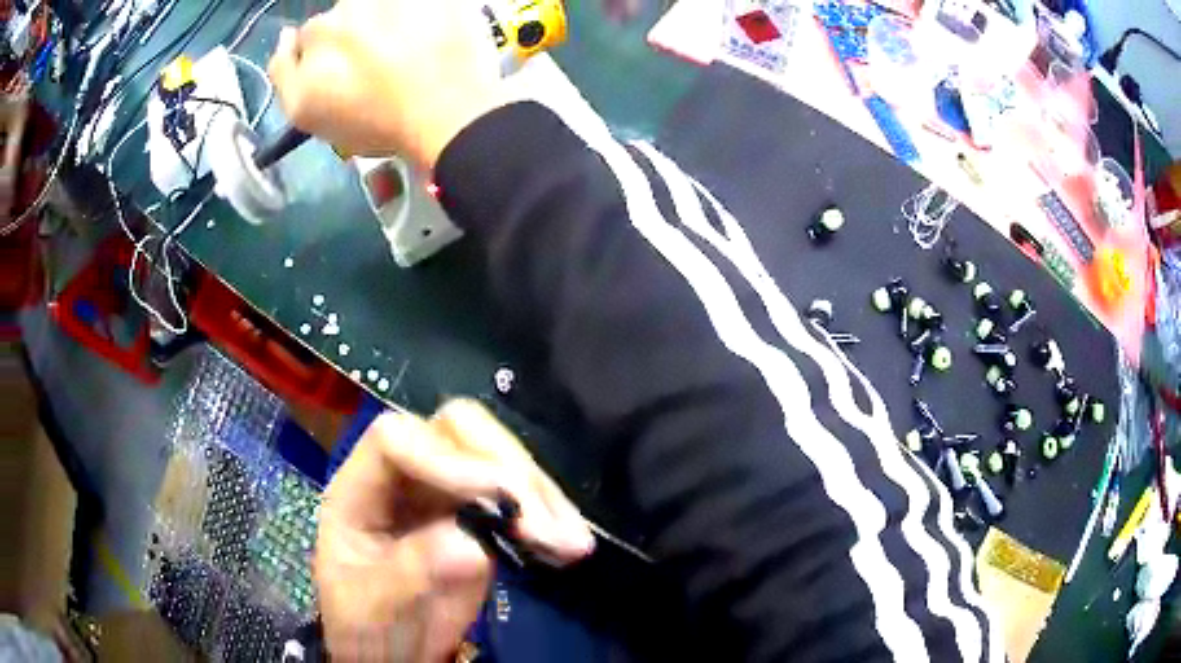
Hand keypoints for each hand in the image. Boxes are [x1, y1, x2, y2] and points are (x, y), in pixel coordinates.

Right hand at [268, 0, 504, 169]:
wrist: (450, 112)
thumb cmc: (371, 120)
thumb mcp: (304, 111)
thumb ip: (282, 71)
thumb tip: (286, 36)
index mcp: (320, 30)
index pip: (312, 37)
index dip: (325, 60)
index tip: (343, 80)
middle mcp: (353, 3)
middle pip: (347, 18)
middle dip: (355, 38)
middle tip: (379, 68)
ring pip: (381, 8)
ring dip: (387, 24)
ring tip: (408, 54)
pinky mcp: (441, 0)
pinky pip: (422, 7)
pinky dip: (422, 19)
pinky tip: (431, 41)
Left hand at [314, 399, 593, 661]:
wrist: (388, 652)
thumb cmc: (365, 627)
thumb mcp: (373, 608)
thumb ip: (410, 573)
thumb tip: (469, 543)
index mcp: (359, 490)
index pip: (396, 441)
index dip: (447, 459)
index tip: (500, 496)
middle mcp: (403, 478)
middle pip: (455, 431)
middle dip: (507, 468)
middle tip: (545, 526)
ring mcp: (443, 493)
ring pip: (497, 457)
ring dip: (541, 495)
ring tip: (574, 545)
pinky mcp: (479, 516)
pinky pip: (518, 498)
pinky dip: (549, 516)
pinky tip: (570, 545)